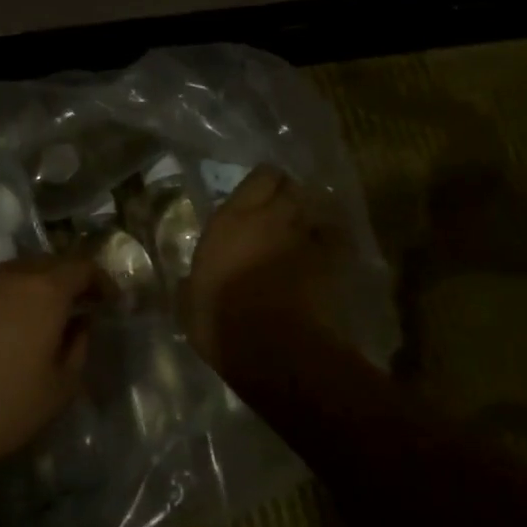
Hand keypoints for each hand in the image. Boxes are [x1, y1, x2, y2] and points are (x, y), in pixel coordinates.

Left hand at [0, 256, 106, 477]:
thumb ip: (78, 348)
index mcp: (44, 291)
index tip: (108, 301)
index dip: (100, 281)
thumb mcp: (60, 388)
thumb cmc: (4, 406)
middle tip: (77, 307)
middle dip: (67, 280)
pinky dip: (3, 298)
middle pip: (47, 264)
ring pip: (13, 273)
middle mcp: (8, 276)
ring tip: (39, 318)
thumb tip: (79, 325)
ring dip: (33, 287)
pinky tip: (0, 329)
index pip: (81, 267)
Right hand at [183, 165, 343, 371]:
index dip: (262, 185)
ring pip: (317, 207)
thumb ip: (193, 282)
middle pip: (291, 187)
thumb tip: (190, 283)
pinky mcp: (336, 259)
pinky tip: (326, 251)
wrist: (274, 348)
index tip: (255, 199)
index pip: (259, 178)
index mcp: (232, 221)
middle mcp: (272, 217)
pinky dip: (332, 239)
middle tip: (279, 215)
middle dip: (287, 196)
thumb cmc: (220, 322)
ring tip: (303, 231)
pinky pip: (337, 236)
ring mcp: (307, 236)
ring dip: (309, 216)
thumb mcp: (189, 301)